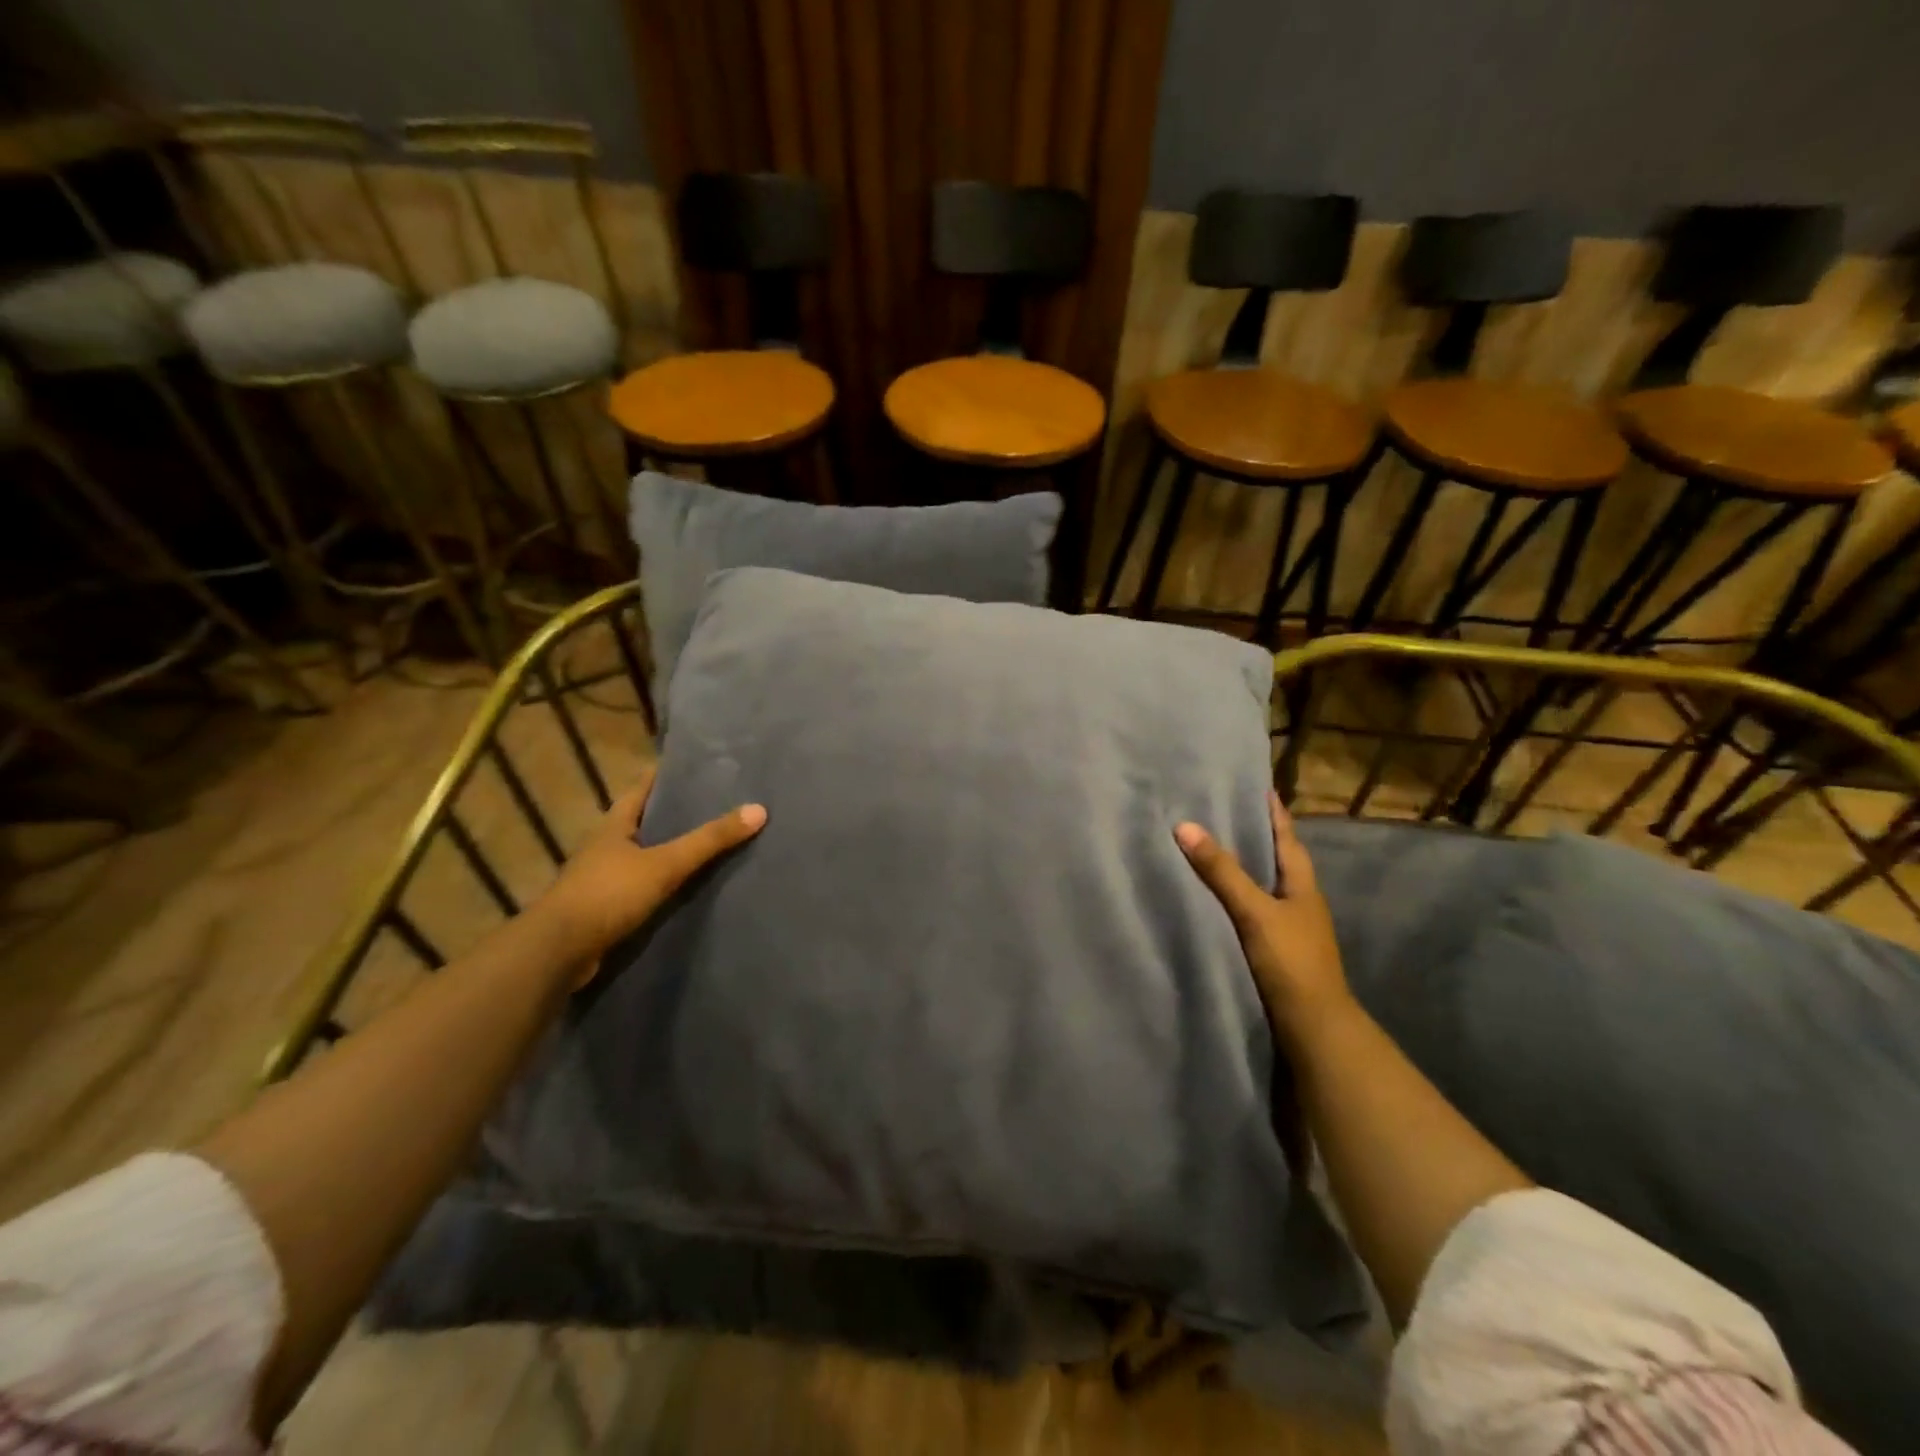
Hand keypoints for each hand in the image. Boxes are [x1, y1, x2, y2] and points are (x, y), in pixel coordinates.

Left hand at [539, 767, 765, 973]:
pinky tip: (684, 887)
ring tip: (704, 843)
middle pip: (641, 821)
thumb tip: (759, 809)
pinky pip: (640, 887)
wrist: (558, 952)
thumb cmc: (608, 894)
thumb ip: (709, 840)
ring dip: (666, 850)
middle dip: (670, 812)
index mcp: (613, 826)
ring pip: (641, 856)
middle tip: (710, 802)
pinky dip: (660, 883)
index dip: (662, 775)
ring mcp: (601, 879)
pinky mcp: (604, 909)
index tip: (689, 764)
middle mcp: (604, 847)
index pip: (639, 789)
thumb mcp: (665, 864)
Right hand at [1175, 791, 1350, 1037]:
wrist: (1314, 1028)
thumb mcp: (1254, 912)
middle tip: (1225, 810)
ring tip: (1215, 849)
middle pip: (1278, 859)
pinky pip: (1254, 911)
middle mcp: (1300, 901)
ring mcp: (1291, 928)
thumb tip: (1185, 825)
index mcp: (1302, 885)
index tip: (1258, 786)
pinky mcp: (1277, 950)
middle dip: (1256, 836)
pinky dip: (1238, 897)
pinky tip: (1217, 900)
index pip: (1286, 837)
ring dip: (1246, 867)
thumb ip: (1221, 872)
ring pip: (1266, 886)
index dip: (1273, 812)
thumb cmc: (1291, 961)